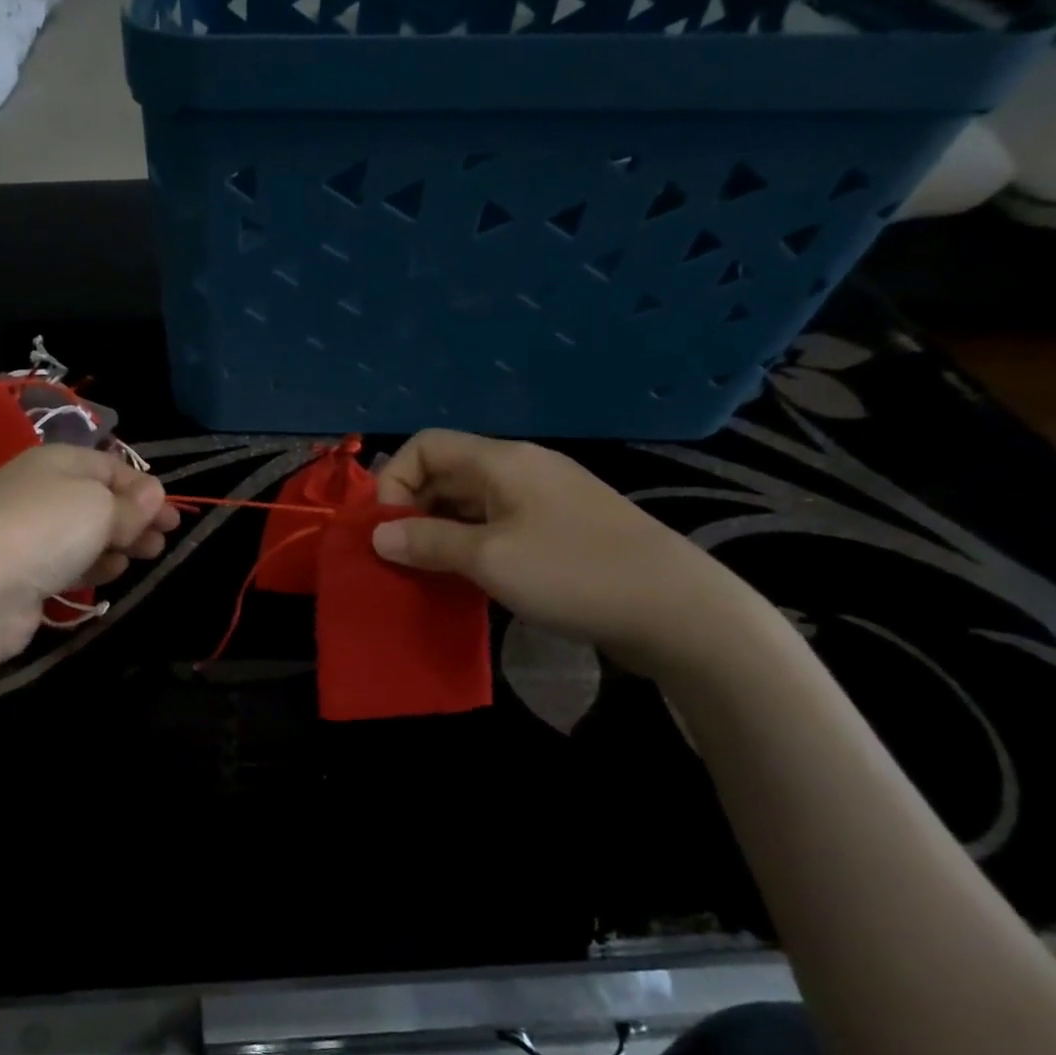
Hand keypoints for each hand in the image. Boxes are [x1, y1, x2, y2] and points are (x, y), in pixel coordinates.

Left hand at [0, 445, 176, 658]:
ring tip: (143, 557)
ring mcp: (24, 531)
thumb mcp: (100, 507)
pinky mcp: (18, 571)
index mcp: (56, 461)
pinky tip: (109, 574)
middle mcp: (37, 489)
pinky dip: (90, 565)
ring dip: (116, 543)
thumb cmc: (46, 528)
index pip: (110, 466)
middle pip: (97, 500)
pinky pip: (64, 561)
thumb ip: (131, 505)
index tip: (171, 515)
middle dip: (135, 519)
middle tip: (162, 541)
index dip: (144, 489)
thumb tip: (154, 492)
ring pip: (82, 533)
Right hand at [372, 430, 768, 678]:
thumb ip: (427, 542)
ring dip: (439, 531)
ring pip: (469, 502)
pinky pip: (496, 524)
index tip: (388, 530)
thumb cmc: (573, 573)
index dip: (394, 481)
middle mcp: (520, 468)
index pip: (425, 445)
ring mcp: (544, 498)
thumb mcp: (488, 558)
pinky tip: (467, 579)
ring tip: (427, 572)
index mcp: (502, 460)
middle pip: (445, 472)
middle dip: (412, 510)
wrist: (677, 609)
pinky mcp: (560, 528)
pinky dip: (470, 544)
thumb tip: (378, 535)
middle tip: (401, 557)